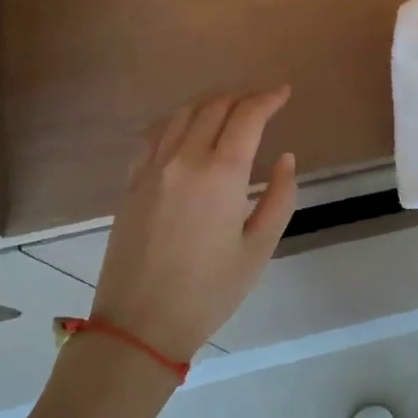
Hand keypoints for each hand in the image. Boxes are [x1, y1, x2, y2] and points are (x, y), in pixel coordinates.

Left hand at [89, 88, 297, 362]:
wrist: (140, 324)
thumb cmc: (209, 291)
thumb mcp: (259, 248)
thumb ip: (280, 197)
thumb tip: (285, 158)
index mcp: (220, 174)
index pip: (247, 116)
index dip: (269, 98)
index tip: (285, 92)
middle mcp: (184, 159)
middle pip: (214, 107)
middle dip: (242, 97)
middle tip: (262, 101)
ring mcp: (152, 167)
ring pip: (182, 114)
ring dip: (210, 102)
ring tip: (230, 108)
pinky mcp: (131, 181)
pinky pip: (155, 133)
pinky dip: (178, 120)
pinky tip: (187, 128)